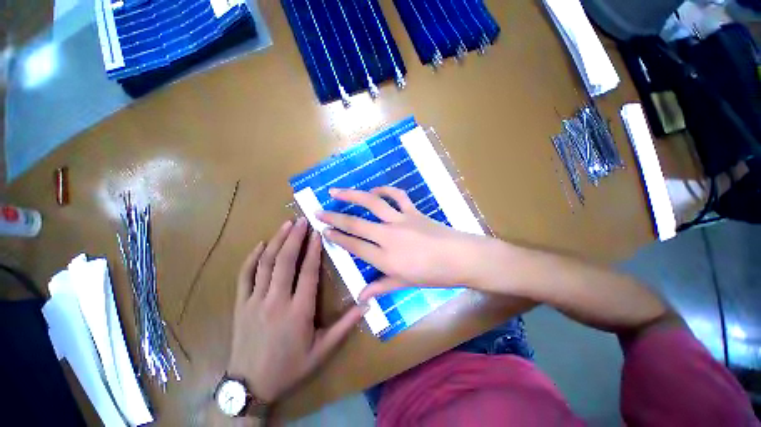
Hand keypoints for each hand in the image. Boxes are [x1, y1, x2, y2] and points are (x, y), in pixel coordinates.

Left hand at [227, 218, 364, 403]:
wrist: (250, 387)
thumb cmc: (290, 367)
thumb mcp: (323, 350)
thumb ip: (345, 325)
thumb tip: (367, 305)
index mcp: (298, 311)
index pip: (308, 272)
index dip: (313, 250)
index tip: (318, 233)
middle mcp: (276, 301)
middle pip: (285, 261)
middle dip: (294, 237)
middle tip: (302, 220)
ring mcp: (255, 301)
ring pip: (266, 264)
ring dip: (276, 241)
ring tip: (286, 224)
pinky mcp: (241, 304)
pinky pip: (245, 276)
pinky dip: (252, 258)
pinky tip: (260, 244)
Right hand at [316, 187, 494, 298]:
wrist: (462, 258)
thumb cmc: (434, 275)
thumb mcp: (405, 283)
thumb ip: (381, 287)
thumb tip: (361, 297)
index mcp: (385, 257)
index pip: (354, 245)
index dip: (337, 237)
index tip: (324, 230)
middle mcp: (388, 236)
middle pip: (356, 224)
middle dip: (335, 217)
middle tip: (318, 211)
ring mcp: (401, 220)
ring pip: (372, 203)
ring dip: (352, 195)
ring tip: (336, 191)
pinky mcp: (413, 211)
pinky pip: (397, 196)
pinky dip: (385, 190)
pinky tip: (375, 189)